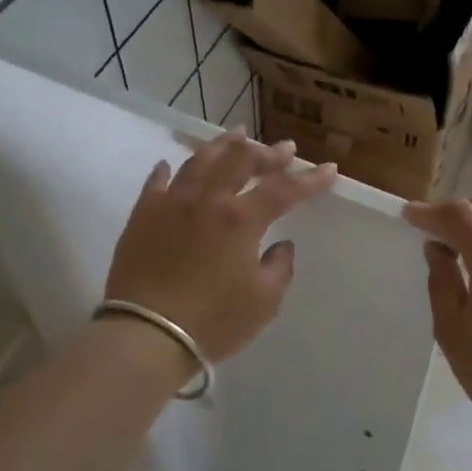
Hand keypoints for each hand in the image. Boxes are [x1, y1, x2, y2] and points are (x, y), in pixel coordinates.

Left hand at [106, 132, 338, 363]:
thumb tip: (280, 245)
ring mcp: (171, 203)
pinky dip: (169, 169)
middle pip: (240, 160)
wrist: (147, 334)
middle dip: (267, 152)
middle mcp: (207, 200)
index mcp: (241, 219)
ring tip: (236, 136)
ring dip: (223, 145)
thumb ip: (279, 268)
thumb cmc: (214, 321)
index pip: (284, 190)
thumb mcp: (264, 302)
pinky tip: (172, 164)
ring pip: (200, 161)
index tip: (330, 169)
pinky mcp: (142, 216)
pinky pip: (157, 182)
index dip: (310, 179)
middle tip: (283, 149)